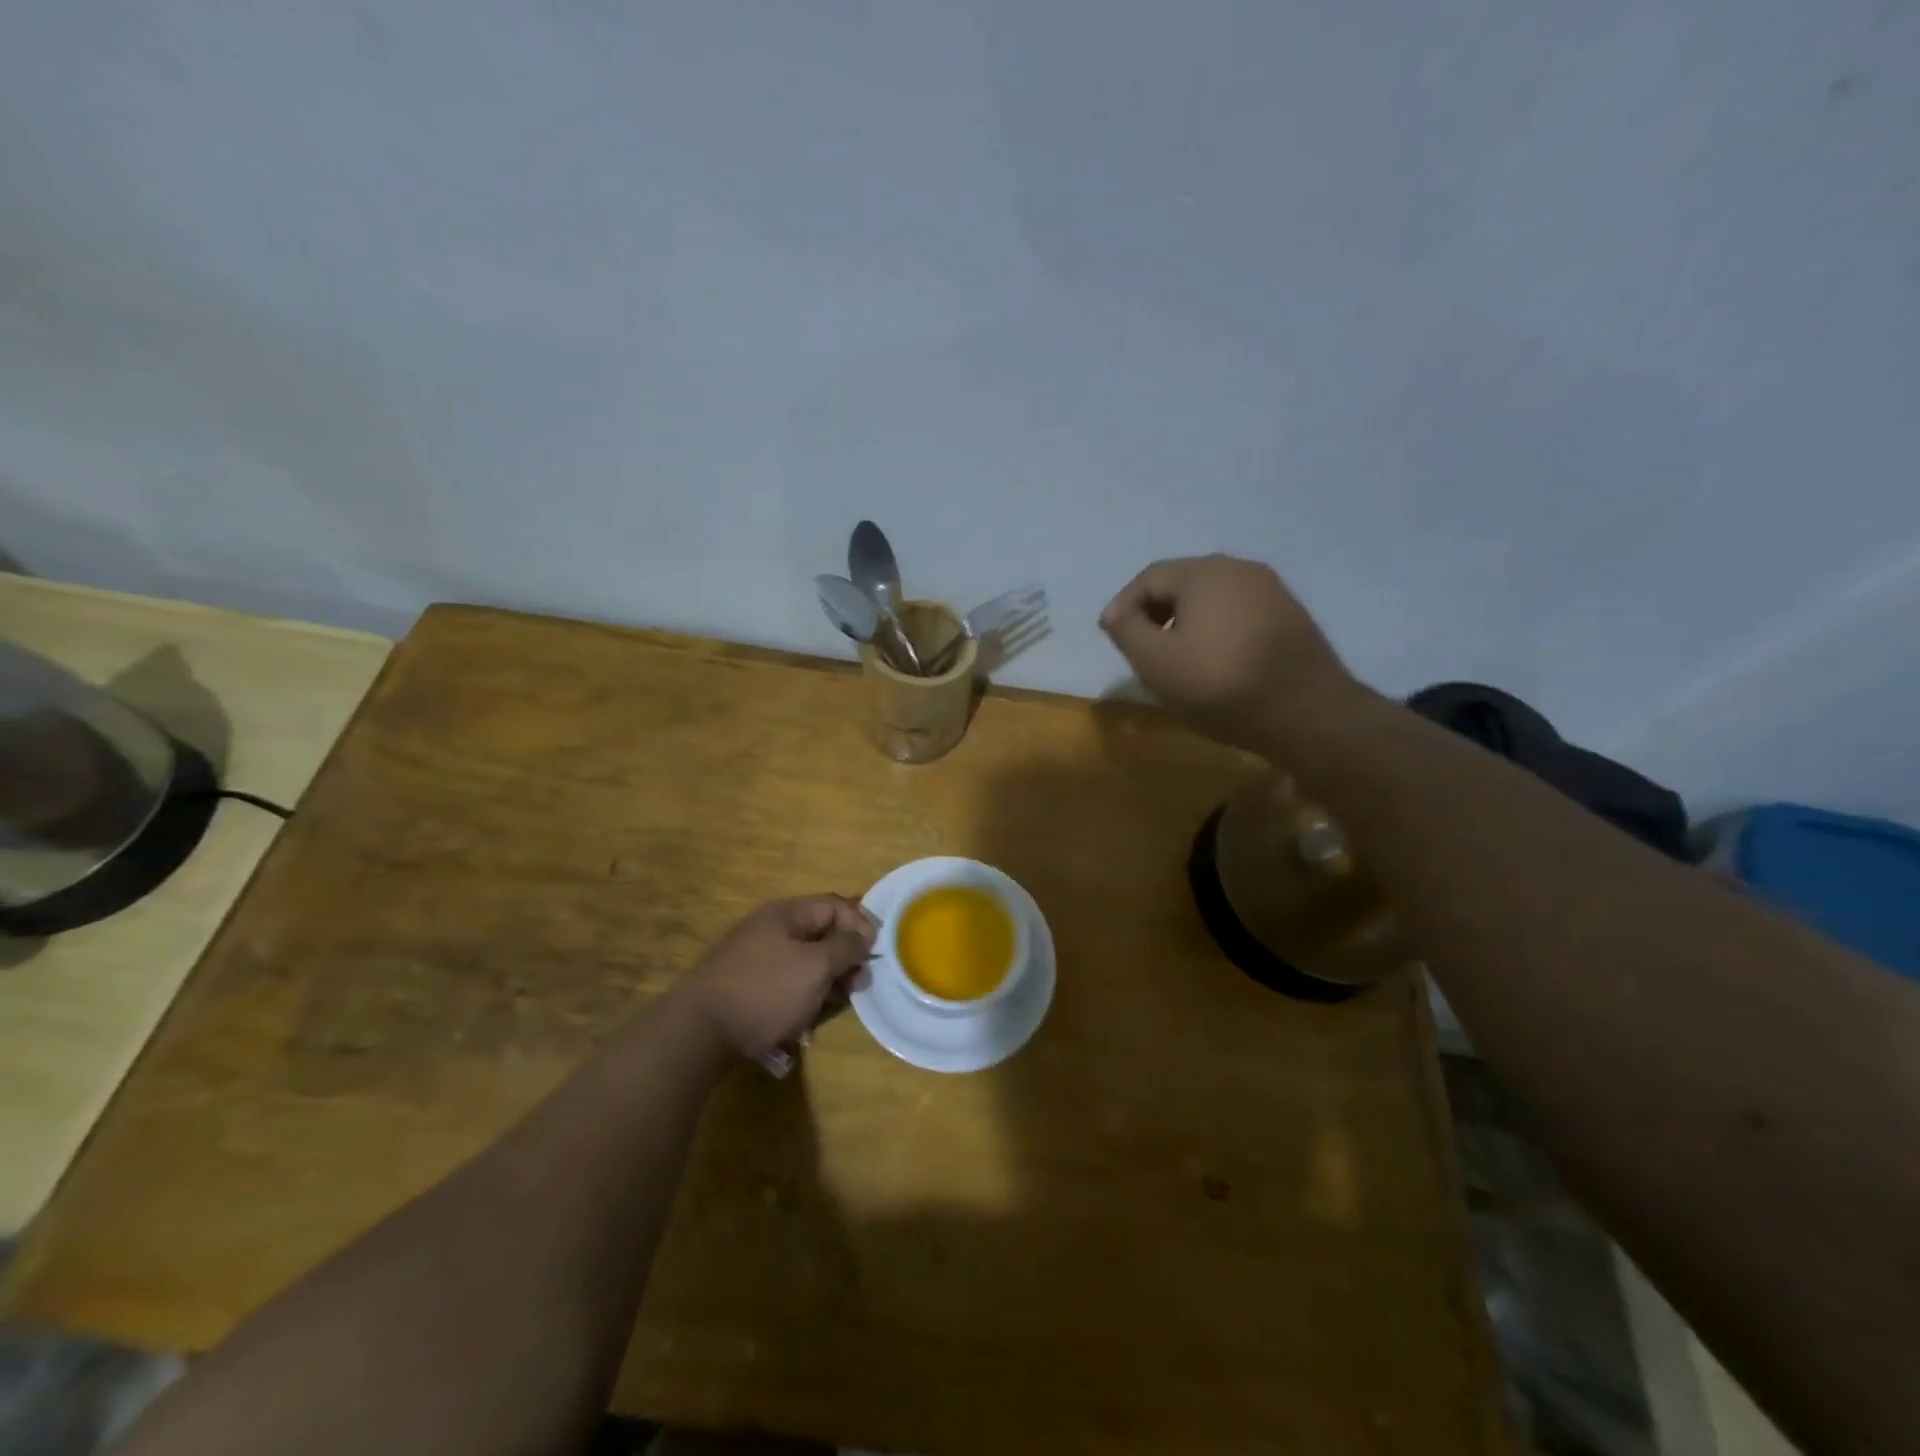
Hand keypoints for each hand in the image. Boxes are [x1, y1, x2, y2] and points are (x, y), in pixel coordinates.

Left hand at [678, 896, 878, 1058]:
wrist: (698, 1032)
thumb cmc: (765, 991)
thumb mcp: (815, 966)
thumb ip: (845, 947)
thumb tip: (865, 934)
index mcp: (786, 914)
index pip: (834, 905)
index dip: (860, 924)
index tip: (875, 953)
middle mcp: (770, 929)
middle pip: (820, 934)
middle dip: (845, 957)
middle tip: (860, 984)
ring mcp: (755, 959)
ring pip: (804, 962)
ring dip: (826, 980)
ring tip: (837, 1004)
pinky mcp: (746, 987)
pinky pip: (786, 983)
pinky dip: (803, 996)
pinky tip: (808, 1019)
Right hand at [1100, 554, 1356, 748]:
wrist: (1307, 713)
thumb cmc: (1220, 685)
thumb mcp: (1156, 662)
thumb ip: (1126, 630)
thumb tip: (1115, 612)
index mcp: (1204, 572)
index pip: (1149, 578)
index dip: (1123, 605)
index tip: (1111, 636)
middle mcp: (1240, 568)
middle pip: (1182, 582)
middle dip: (1155, 611)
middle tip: (1141, 646)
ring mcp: (1272, 590)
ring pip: (1212, 597)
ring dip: (1186, 621)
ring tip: (1175, 656)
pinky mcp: (1291, 615)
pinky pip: (1239, 612)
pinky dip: (1216, 628)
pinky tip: (1214, 660)